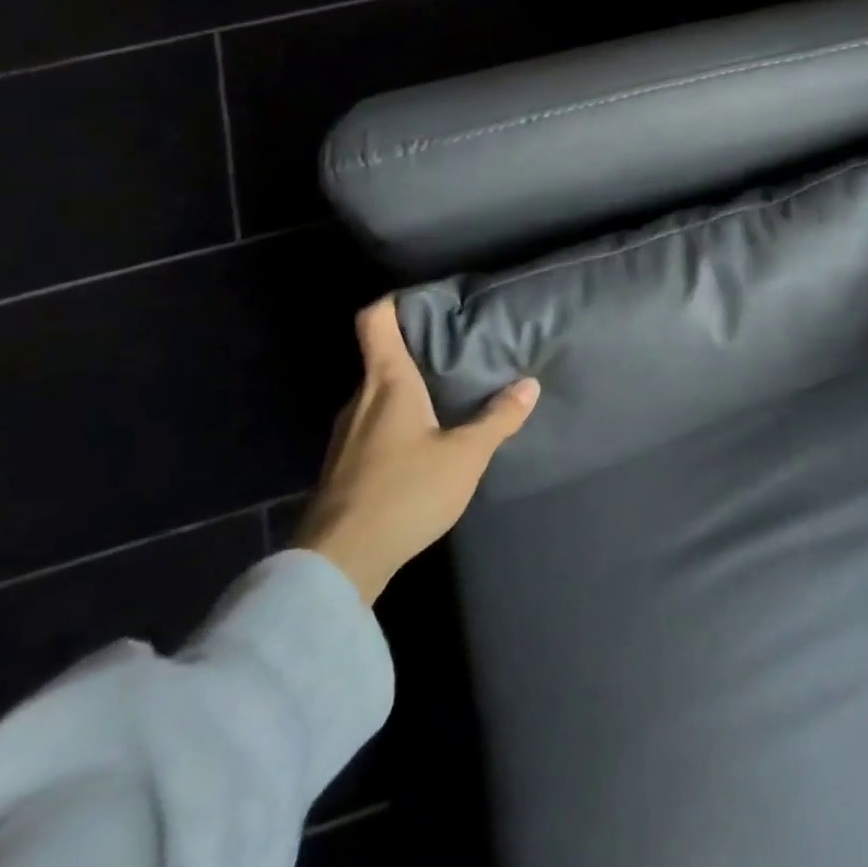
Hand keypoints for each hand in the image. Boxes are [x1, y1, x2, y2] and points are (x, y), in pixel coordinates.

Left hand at [295, 298, 537, 603]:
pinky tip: (421, 446)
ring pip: (377, 396)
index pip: (375, 320)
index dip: (394, 303)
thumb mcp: (465, 456)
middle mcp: (360, 399)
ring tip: (445, 398)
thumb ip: (498, 419)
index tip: (424, 302)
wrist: (338, 564)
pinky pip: (372, 427)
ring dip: (407, 392)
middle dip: (415, 351)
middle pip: (381, 358)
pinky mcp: (341, 467)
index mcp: (387, 382)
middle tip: (455, 353)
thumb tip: (529, 384)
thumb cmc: (404, 492)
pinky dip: (396, 423)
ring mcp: (344, 435)